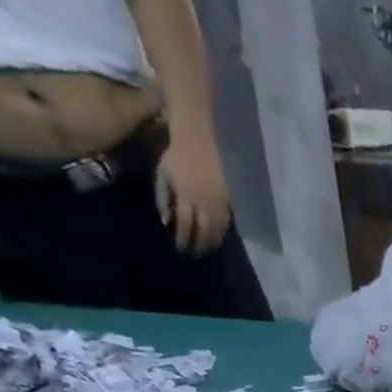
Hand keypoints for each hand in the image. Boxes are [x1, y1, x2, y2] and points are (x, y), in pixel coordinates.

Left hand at [155, 134, 231, 254]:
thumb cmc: (176, 154)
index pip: (185, 225)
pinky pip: (226, 221)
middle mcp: (204, 203)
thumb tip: (166, 221)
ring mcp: (218, 202)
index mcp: (186, 197)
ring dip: (213, 241)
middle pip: (204, 232)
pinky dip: (222, 231)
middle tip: (196, 253)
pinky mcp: (228, 199)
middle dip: (199, 245)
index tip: (181, 248)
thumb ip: (163, 198)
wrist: (198, 138)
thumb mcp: (163, 174)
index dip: (183, 239)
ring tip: (209, 248)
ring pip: (218, 229)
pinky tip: (218, 235)